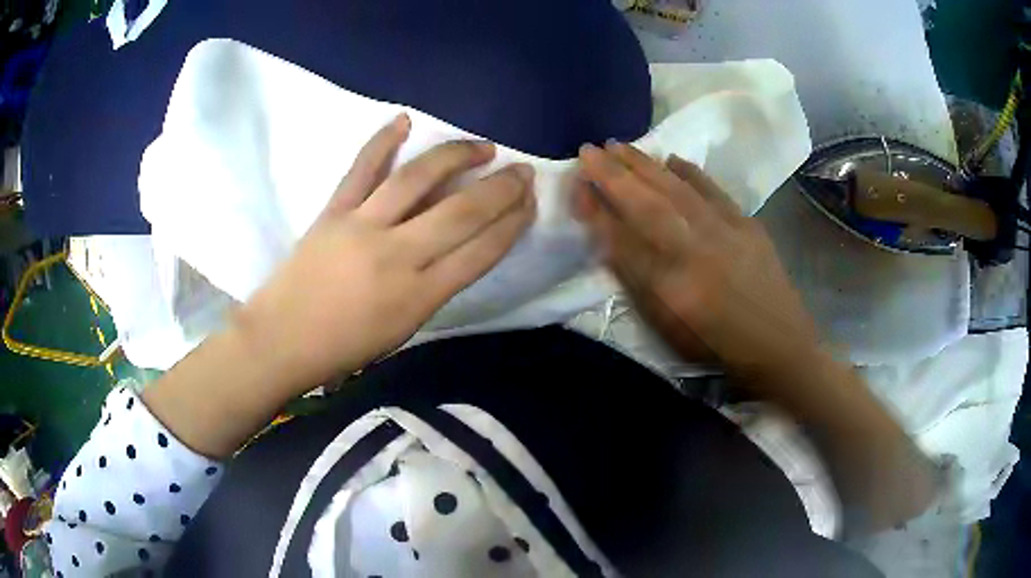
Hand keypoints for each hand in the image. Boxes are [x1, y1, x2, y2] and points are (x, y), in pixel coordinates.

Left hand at [236, 114, 535, 391]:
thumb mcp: (404, 330)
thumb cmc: (345, 346)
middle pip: (461, 212)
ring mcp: (362, 226)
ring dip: (456, 156)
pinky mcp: (333, 210)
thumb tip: (461, 246)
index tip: (529, 204)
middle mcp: (397, 256)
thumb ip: (436, 287)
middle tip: (523, 170)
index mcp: (419, 296)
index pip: (481, 252)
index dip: (512, 224)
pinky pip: (362, 167)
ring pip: (418, 179)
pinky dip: (383, 140)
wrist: (283, 338)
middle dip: (500, 188)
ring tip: (483, 146)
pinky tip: (405, 119)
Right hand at [575, 142, 818, 381]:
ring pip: (676, 189)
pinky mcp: (746, 224)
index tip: (576, 187)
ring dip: (644, 164)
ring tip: (618, 145)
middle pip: (647, 204)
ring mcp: (724, 232)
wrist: (778, 345)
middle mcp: (695, 251)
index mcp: (671, 286)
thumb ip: (639, 283)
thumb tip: (612, 241)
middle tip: (588, 149)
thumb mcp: (668, 329)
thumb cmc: (717, 345)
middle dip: (613, 174)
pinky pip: (712, 189)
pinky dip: (689, 171)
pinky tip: (671, 158)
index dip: (596, 210)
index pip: (623, 239)